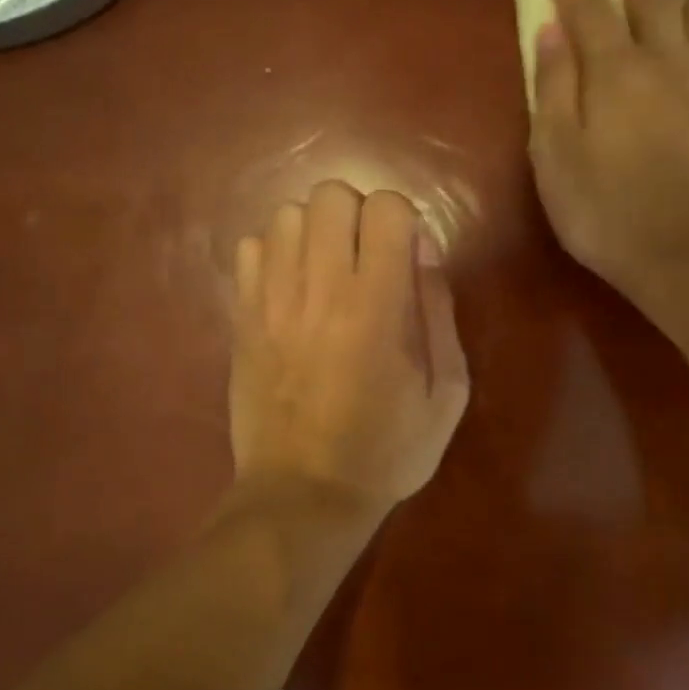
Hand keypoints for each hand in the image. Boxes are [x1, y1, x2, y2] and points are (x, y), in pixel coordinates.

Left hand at [230, 181, 469, 519]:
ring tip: (326, 271)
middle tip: (366, 260)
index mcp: (377, 307)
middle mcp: (319, 290)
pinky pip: (248, 247)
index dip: (403, 221)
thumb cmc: (387, 451)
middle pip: (330, 195)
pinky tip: (289, 288)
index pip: (385, 207)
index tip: (406, 258)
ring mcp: (271, 301)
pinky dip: (273, 253)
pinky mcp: (241, 316)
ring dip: (314, 230)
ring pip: (286, 214)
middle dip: (357, 215)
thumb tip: (423, 248)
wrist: (303, 494)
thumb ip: (440, 312)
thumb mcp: (447, 394)